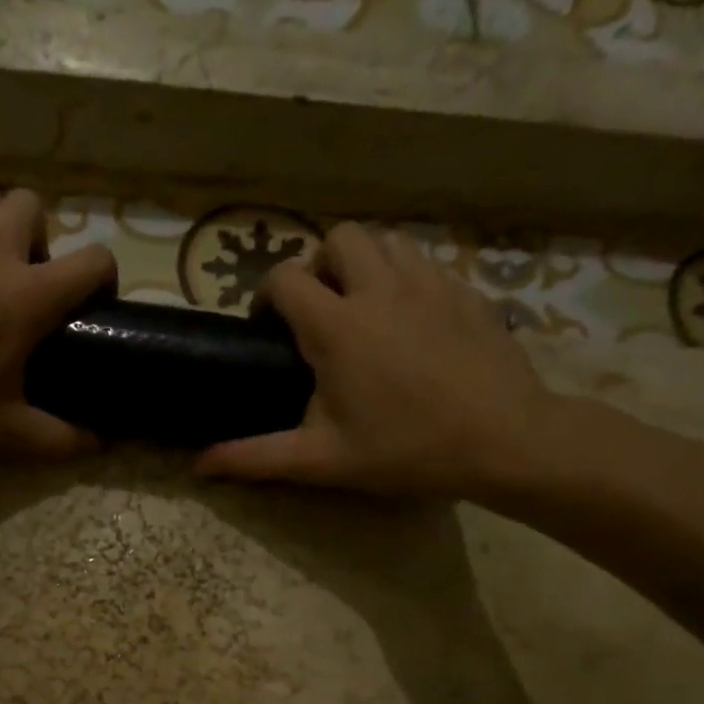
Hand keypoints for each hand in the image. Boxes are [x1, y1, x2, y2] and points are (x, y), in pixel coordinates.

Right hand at [196, 223, 556, 498]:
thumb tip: (198, 466)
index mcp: (337, 325)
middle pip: (338, 237)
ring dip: (364, 263)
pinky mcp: (466, 289)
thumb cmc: (405, 449)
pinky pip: (425, 261)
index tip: (270, 329)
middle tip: (321, 311)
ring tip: (364, 309)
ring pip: (386, 240)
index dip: (267, 296)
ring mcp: (429, 282)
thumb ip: (255, 457)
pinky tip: (410, 321)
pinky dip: (405, 277)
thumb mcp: (322, 460)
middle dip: (319, 265)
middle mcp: (380, 288)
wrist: (504, 440)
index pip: (284, 277)